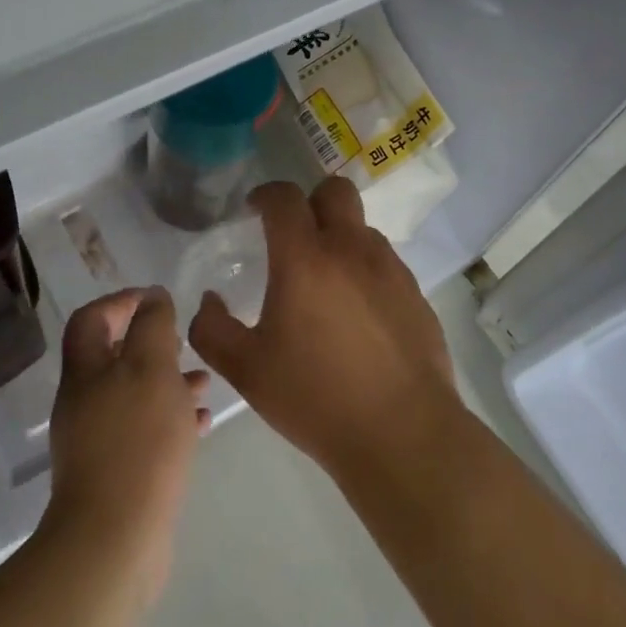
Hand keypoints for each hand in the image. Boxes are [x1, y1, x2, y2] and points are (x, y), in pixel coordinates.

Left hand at [41, 288, 210, 598]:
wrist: (115, 538)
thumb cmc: (137, 441)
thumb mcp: (151, 368)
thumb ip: (153, 326)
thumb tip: (152, 297)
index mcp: (84, 371)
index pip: (91, 318)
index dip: (121, 301)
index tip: (158, 300)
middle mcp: (84, 401)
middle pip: (114, 357)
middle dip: (152, 344)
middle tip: (184, 342)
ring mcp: (97, 440)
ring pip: (134, 395)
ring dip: (167, 382)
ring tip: (204, 382)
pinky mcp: (116, 472)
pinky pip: (144, 432)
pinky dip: (170, 420)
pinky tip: (201, 423)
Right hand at [187, 179, 459, 476]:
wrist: (402, 435)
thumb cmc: (315, 398)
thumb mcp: (245, 370)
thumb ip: (212, 330)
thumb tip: (209, 301)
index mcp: (304, 259)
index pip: (284, 197)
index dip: (266, 195)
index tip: (254, 210)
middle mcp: (351, 250)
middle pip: (335, 191)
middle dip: (310, 201)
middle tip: (294, 235)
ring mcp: (390, 270)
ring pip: (362, 229)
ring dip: (340, 238)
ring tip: (325, 283)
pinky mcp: (416, 295)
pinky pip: (385, 264)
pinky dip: (365, 271)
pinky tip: (357, 316)